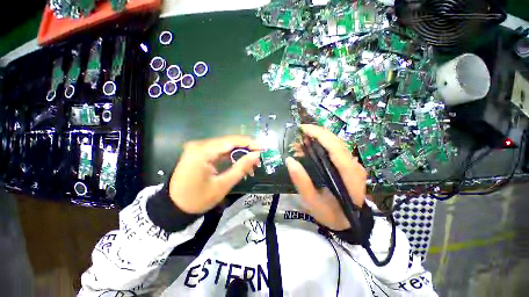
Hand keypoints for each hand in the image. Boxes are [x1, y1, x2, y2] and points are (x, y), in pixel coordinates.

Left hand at [169, 136, 260, 213]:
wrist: (173, 206)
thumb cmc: (197, 199)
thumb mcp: (223, 185)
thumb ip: (241, 167)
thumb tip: (256, 155)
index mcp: (203, 151)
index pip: (232, 141)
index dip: (250, 143)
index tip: (263, 149)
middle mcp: (200, 144)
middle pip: (229, 142)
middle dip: (246, 149)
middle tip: (259, 159)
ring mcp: (199, 148)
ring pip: (226, 146)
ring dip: (240, 154)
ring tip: (252, 164)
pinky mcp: (200, 152)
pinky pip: (220, 151)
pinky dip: (232, 157)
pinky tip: (240, 164)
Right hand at [286, 124, 367, 230]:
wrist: (351, 224)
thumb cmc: (332, 214)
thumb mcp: (313, 202)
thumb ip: (301, 181)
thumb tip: (289, 160)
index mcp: (348, 174)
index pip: (335, 146)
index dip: (319, 133)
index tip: (302, 128)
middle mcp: (354, 165)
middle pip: (335, 141)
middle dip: (316, 134)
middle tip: (298, 135)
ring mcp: (353, 164)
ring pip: (335, 143)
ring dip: (317, 139)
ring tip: (301, 143)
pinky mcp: (349, 165)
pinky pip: (335, 150)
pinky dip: (321, 146)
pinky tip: (310, 149)